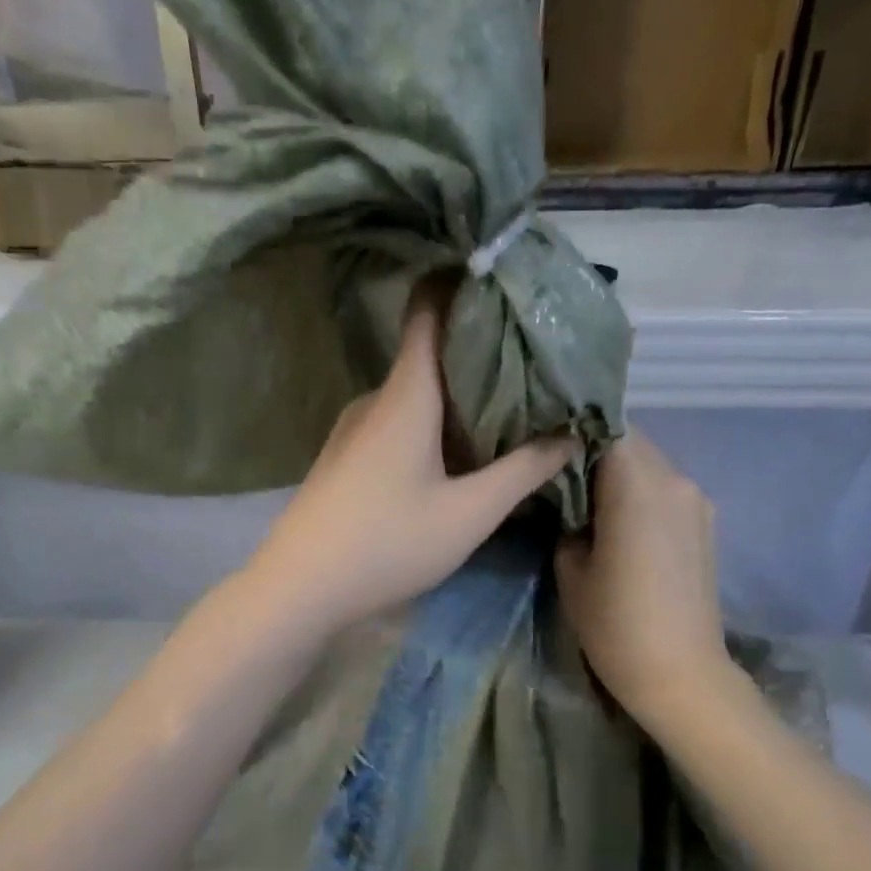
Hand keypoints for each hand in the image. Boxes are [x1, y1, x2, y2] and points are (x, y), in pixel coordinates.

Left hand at [247, 292, 575, 635]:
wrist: (299, 588)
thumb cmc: (387, 543)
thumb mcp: (469, 514)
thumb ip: (523, 471)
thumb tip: (571, 435)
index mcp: (406, 394)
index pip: (429, 309)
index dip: (464, 283)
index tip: (508, 281)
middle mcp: (377, 399)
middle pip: (431, 354)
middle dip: (482, 353)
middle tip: (536, 363)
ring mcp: (355, 428)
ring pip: (417, 394)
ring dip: (460, 396)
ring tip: (510, 409)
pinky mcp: (347, 456)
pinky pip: (399, 422)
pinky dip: (435, 424)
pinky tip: (460, 453)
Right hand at [556, 432, 733, 724]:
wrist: (681, 674)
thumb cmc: (616, 624)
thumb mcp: (571, 569)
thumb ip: (568, 520)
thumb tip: (572, 503)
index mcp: (637, 485)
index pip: (604, 427)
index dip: (573, 432)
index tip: (546, 450)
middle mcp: (675, 480)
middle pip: (632, 441)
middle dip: (595, 449)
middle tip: (559, 474)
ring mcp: (696, 501)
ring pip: (651, 463)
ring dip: (619, 472)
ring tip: (588, 499)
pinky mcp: (706, 523)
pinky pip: (666, 489)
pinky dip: (640, 492)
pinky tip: (620, 521)